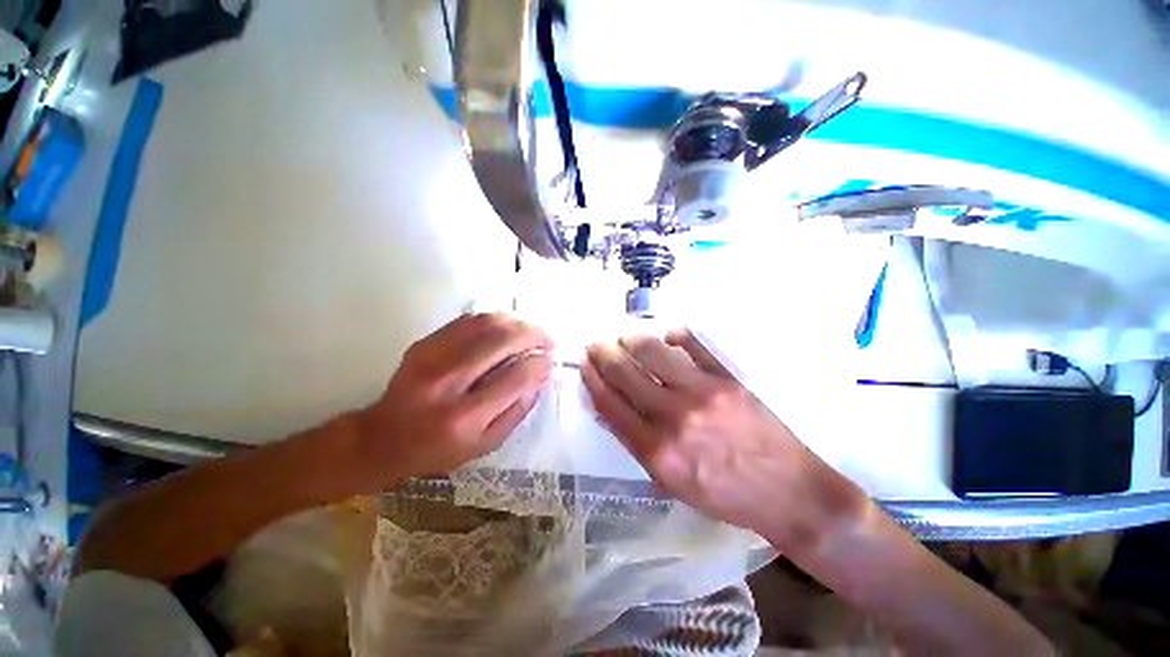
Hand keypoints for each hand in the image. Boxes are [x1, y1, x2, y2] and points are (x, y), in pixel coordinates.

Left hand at [349, 313, 552, 490]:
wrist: (383, 438)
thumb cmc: (439, 449)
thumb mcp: (486, 444)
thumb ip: (518, 410)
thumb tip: (542, 376)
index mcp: (465, 417)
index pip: (515, 378)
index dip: (539, 364)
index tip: (551, 360)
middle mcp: (448, 382)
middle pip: (501, 342)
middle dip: (533, 335)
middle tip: (548, 339)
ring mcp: (432, 358)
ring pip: (485, 324)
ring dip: (516, 322)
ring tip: (530, 330)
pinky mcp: (424, 344)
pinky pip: (467, 321)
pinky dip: (493, 319)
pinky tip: (505, 326)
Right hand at [582, 330, 865, 550]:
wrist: (787, 493)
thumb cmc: (723, 495)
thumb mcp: (670, 482)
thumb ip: (636, 443)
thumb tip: (609, 409)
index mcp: (656, 450)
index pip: (611, 404)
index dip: (593, 379)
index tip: (585, 364)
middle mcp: (674, 417)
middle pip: (626, 374)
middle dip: (604, 354)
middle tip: (596, 344)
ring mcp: (702, 392)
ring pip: (654, 353)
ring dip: (632, 340)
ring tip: (624, 337)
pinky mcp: (728, 379)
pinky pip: (696, 346)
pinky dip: (677, 336)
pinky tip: (667, 334)